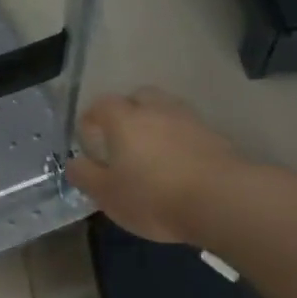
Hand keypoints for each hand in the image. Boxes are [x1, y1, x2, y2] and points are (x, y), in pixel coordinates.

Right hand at [65, 88, 243, 243]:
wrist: (222, 201)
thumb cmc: (152, 196)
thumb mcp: (106, 194)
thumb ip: (85, 175)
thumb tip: (74, 163)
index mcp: (123, 119)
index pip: (101, 104)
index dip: (91, 119)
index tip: (89, 139)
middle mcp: (156, 109)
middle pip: (138, 97)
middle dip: (127, 112)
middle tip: (122, 139)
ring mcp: (189, 120)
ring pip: (166, 111)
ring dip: (156, 124)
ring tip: (152, 152)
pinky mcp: (216, 137)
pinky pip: (189, 130)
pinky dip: (180, 140)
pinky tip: (179, 165)